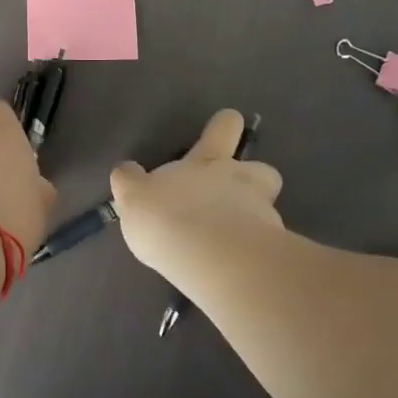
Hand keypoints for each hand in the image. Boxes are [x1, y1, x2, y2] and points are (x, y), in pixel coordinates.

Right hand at [110, 109, 283, 281]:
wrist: (209, 257)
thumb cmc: (167, 216)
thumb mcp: (134, 196)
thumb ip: (131, 182)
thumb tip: (126, 171)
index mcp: (208, 161)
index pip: (224, 127)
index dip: (225, 126)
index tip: (224, 130)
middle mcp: (240, 181)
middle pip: (263, 170)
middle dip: (255, 178)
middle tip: (237, 197)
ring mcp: (263, 215)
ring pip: (270, 210)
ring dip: (258, 220)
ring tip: (236, 243)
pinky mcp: (272, 252)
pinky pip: (269, 249)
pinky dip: (257, 255)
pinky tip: (238, 270)